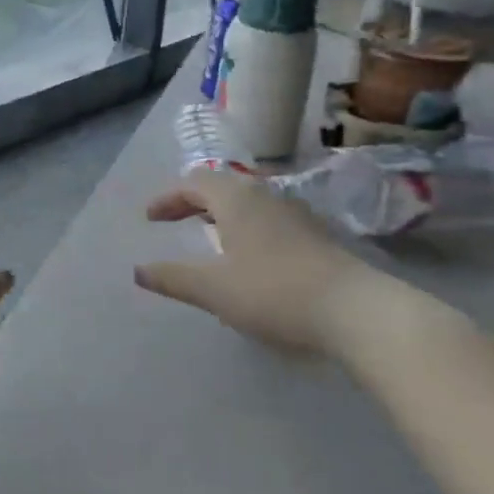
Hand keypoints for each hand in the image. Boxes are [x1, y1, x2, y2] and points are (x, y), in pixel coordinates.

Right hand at [135, 170, 361, 357]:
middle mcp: (266, 195)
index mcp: (237, 199)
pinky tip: (249, 257)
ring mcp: (296, 213)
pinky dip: (245, 227)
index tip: (149, 218)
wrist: (355, 310)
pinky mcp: (315, 235)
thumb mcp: (214, 289)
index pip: (194, 183)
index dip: (168, 198)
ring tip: (207, 235)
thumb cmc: (274, 292)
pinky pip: (268, 219)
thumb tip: (138, 270)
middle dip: (193, 201)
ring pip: (248, 202)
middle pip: (222, 187)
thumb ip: (173, 278)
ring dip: (221, 213)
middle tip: (173, 220)